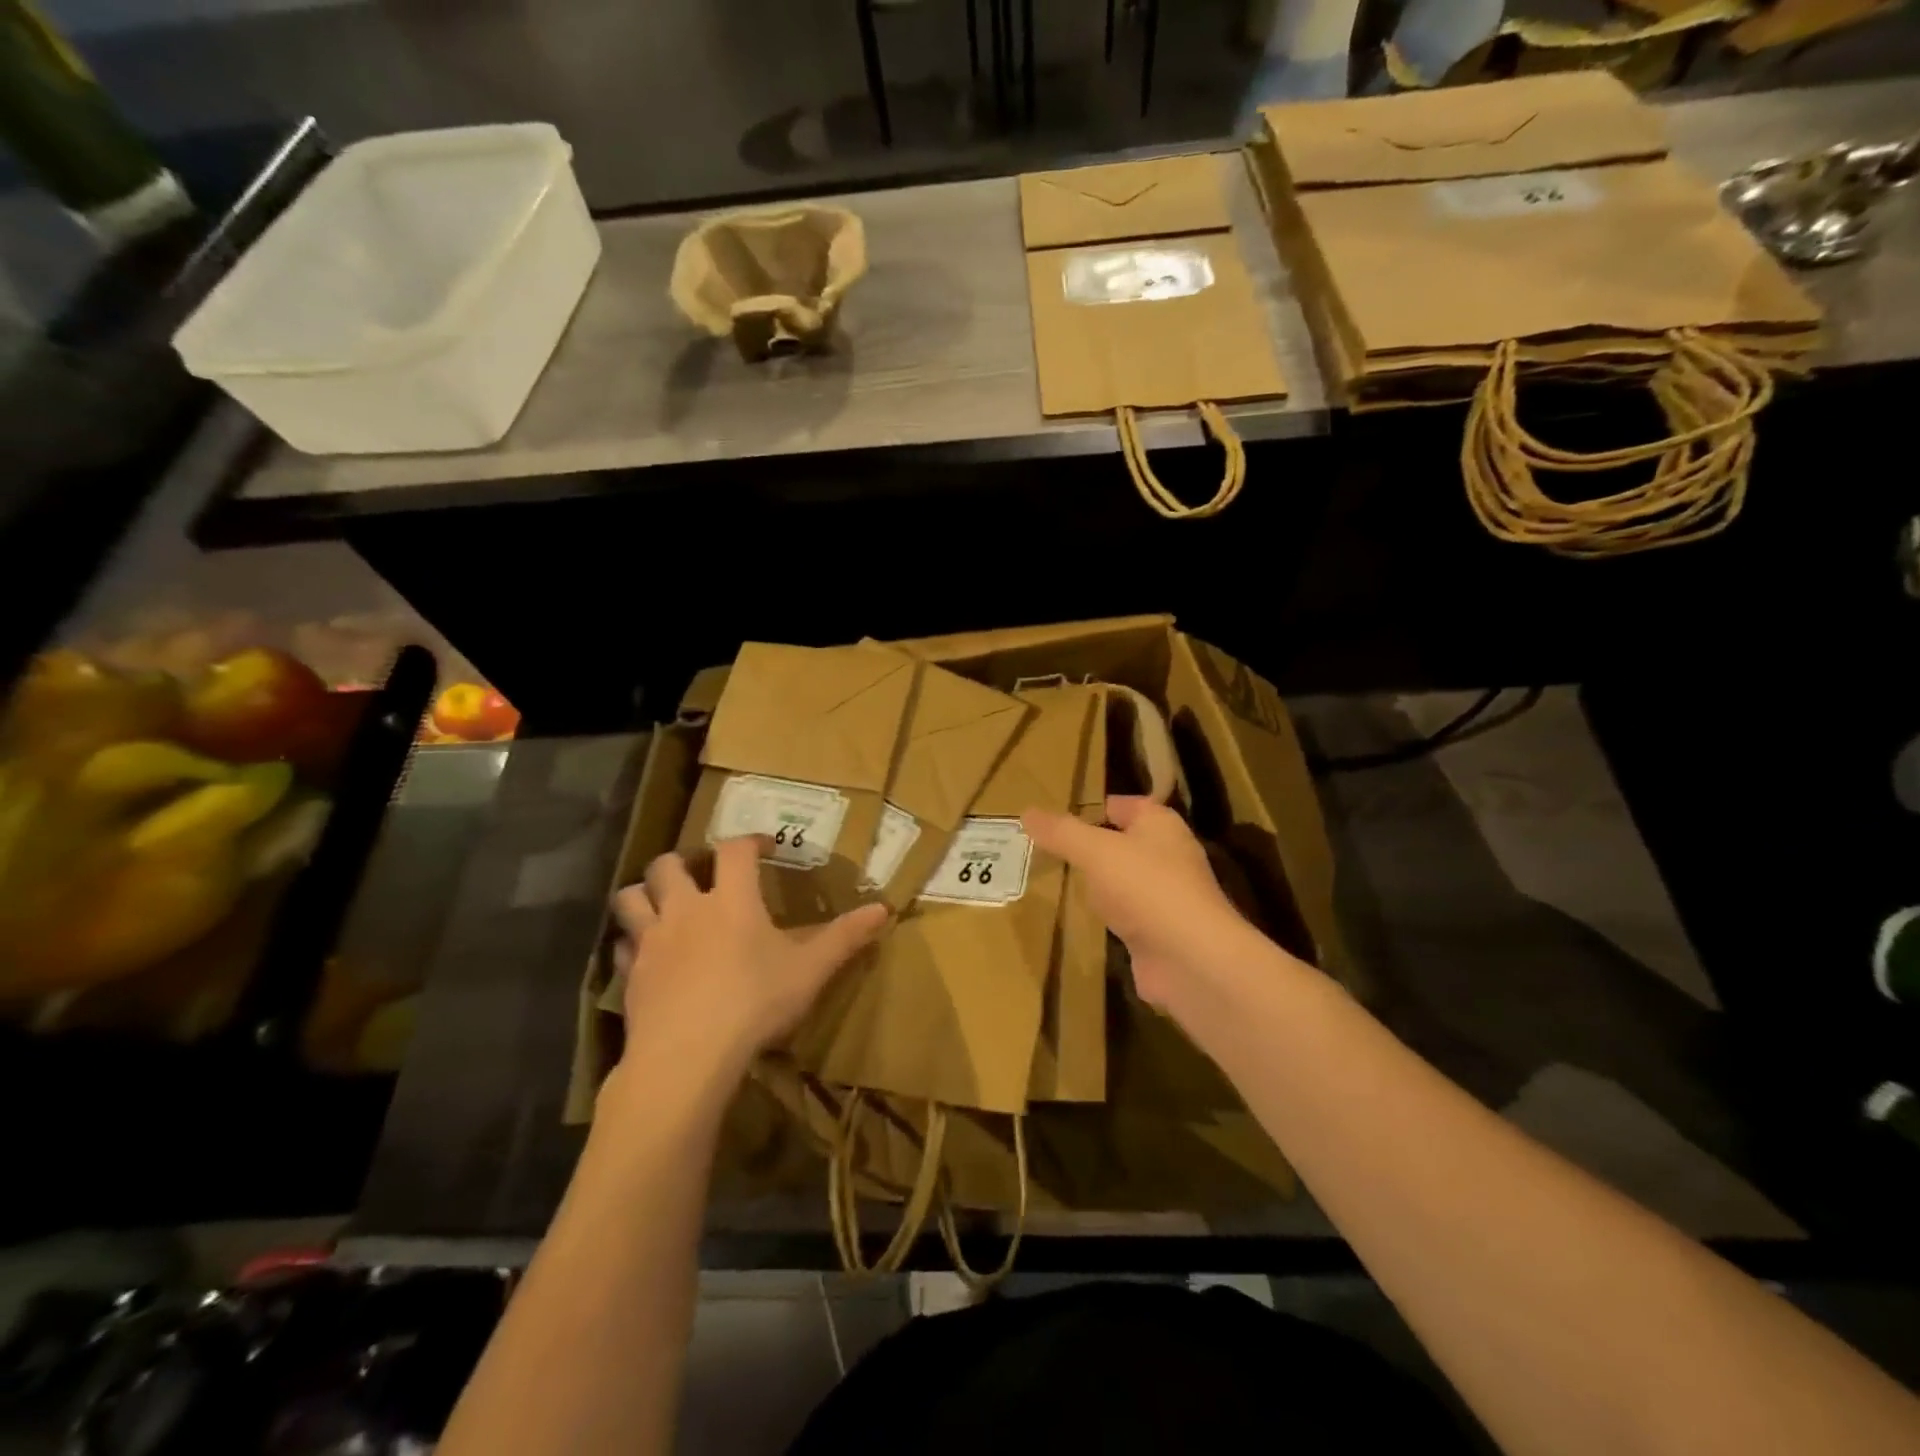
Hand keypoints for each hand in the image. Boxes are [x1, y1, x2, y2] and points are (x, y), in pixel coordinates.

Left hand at [608, 837, 888, 1087]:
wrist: (688, 1057)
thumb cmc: (755, 1003)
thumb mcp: (810, 970)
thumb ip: (846, 938)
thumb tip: (885, 909)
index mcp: (731, 899)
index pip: (735, 849)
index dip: (750, 840)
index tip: (764, 846)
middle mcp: (686, 909)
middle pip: (669, 864)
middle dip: (683, 861)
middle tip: (701, 874)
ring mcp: (652, 941)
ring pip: (631, 897)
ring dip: (645, 893)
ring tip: (663, 903)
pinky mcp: (630, 974)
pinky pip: (621, 945)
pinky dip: (631, 942)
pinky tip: (646, 955)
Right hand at [1023, 796, 1260, 1014]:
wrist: (1190, 959)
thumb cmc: (1145, 888)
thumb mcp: (1095, 851)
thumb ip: (1061, 832)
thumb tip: (1026, 812)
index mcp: (1160, 825)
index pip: (1124, 805)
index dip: (1093, 807)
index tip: (1057, 818)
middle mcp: (1168, 855)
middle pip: (1123, 843)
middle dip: (1091, 847)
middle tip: (1048, 850)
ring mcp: (1166, 897)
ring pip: (1123, 881)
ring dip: (1099, 884)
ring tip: (1059, 881)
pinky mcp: (1160, 932)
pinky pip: (1126, 915)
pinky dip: (1107, 917)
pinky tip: (1083, 919)